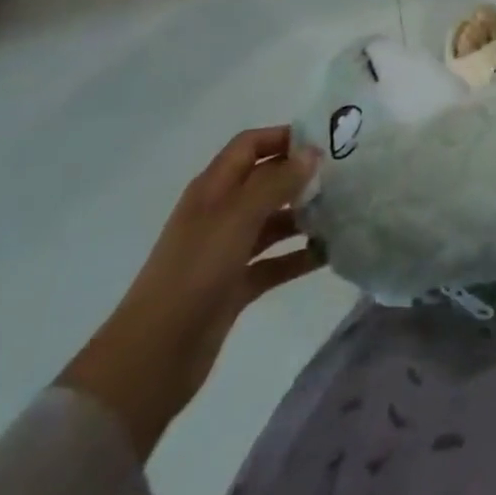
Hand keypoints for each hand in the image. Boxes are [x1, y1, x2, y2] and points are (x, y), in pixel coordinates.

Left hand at [57, 128, 321, 459]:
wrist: (152, 357)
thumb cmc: (194, 273)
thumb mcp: (237, 218)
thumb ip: (276, 183)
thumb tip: (312, 152)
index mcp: (213, 189)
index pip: (250, 145)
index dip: (283, 138)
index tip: (325, 142)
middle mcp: (220, 214)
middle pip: (265, 182)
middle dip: (300, 176)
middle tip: (343, 177)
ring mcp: (227, 251)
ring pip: (273, 222)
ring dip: (304, 216)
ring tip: (342, 214)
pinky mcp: (235, 286)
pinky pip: (274, 262)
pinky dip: (299, 256)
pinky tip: (328, 255)